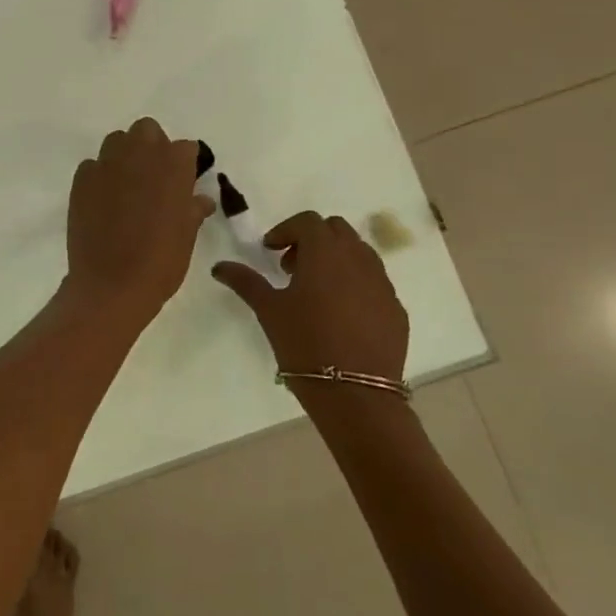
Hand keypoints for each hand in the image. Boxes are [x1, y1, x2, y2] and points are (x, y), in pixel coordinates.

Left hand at [65, 118, 213, 326]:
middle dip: (152, 146)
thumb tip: (200, 200)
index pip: (184, 148)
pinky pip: (93, 165)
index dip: (184, 164)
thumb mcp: (186, 236)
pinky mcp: (82, 178)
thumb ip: (192, 209)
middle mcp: (140, 154)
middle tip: (153, 177)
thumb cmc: (160, 262)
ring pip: (117, 141)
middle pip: (147, 130)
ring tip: (126, 184)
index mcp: (173, 166)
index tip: (183, 181)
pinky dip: (100, 175)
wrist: (112, 284)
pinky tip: (103, 199)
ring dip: (124, 154)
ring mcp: (107, 164)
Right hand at [212, 212, 408, 380]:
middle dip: (312, 240)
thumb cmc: (304, 343)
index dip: (286, 230)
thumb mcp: (268, 309)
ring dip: (336, 259)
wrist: (355, 394)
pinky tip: (340, 313)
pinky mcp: (396, 308)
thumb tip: (219, 266)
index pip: (307, 221)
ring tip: (316, 290)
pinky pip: (374, 281)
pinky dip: (355, 283)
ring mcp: (382, 283)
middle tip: (292, 267)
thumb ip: (245, 281)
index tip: (270, 251)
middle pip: (336, 230)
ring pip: (359, 253)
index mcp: (324, 252)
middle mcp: (357, 259)